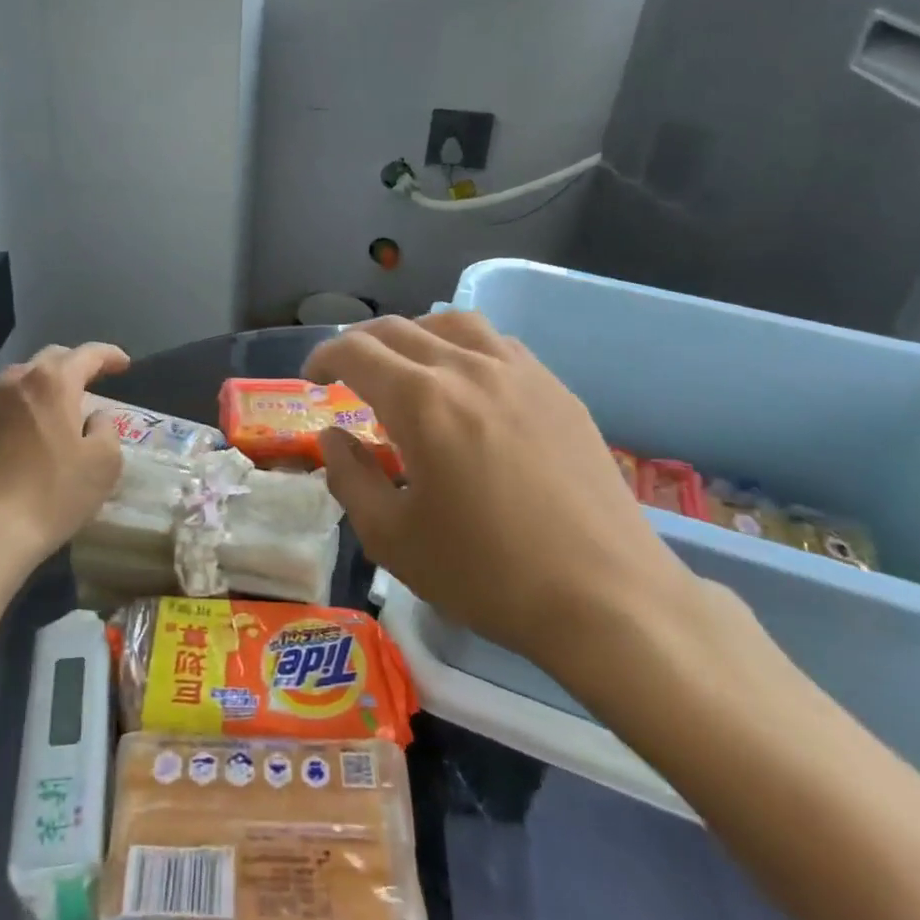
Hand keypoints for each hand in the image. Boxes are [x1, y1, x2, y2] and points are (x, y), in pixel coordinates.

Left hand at [0, 342, 130, 580]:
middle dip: (75, 365)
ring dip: (45, 386)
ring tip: (60, 406)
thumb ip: (107, 429)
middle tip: (93, 381)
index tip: (124, 364)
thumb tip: (95, 419)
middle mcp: (17, 383)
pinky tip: (30, 436)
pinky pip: (4, 408)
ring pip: (22, 381)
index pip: (88, 354)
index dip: (110, 355)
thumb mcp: (104, 463)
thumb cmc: (54, 494)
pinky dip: (23, 411)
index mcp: (53, 382)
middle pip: (51, 359)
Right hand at [305, 313, 700, 694]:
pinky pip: (496, 344)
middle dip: (360, 343)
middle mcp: (467, 368)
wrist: (607, 596)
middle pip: (399, 330)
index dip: (324, 356)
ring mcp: (519, 372)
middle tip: (345, 371)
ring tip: (404, 363)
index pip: (356, 352)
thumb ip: (350, 478)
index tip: (312, 376)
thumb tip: (333, 436)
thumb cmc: (489, 573)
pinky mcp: (556, 388)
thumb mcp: (393, 539)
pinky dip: (462, 346)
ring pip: (452, 323)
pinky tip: (465, 380)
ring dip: (413, 334)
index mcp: (422, 401)